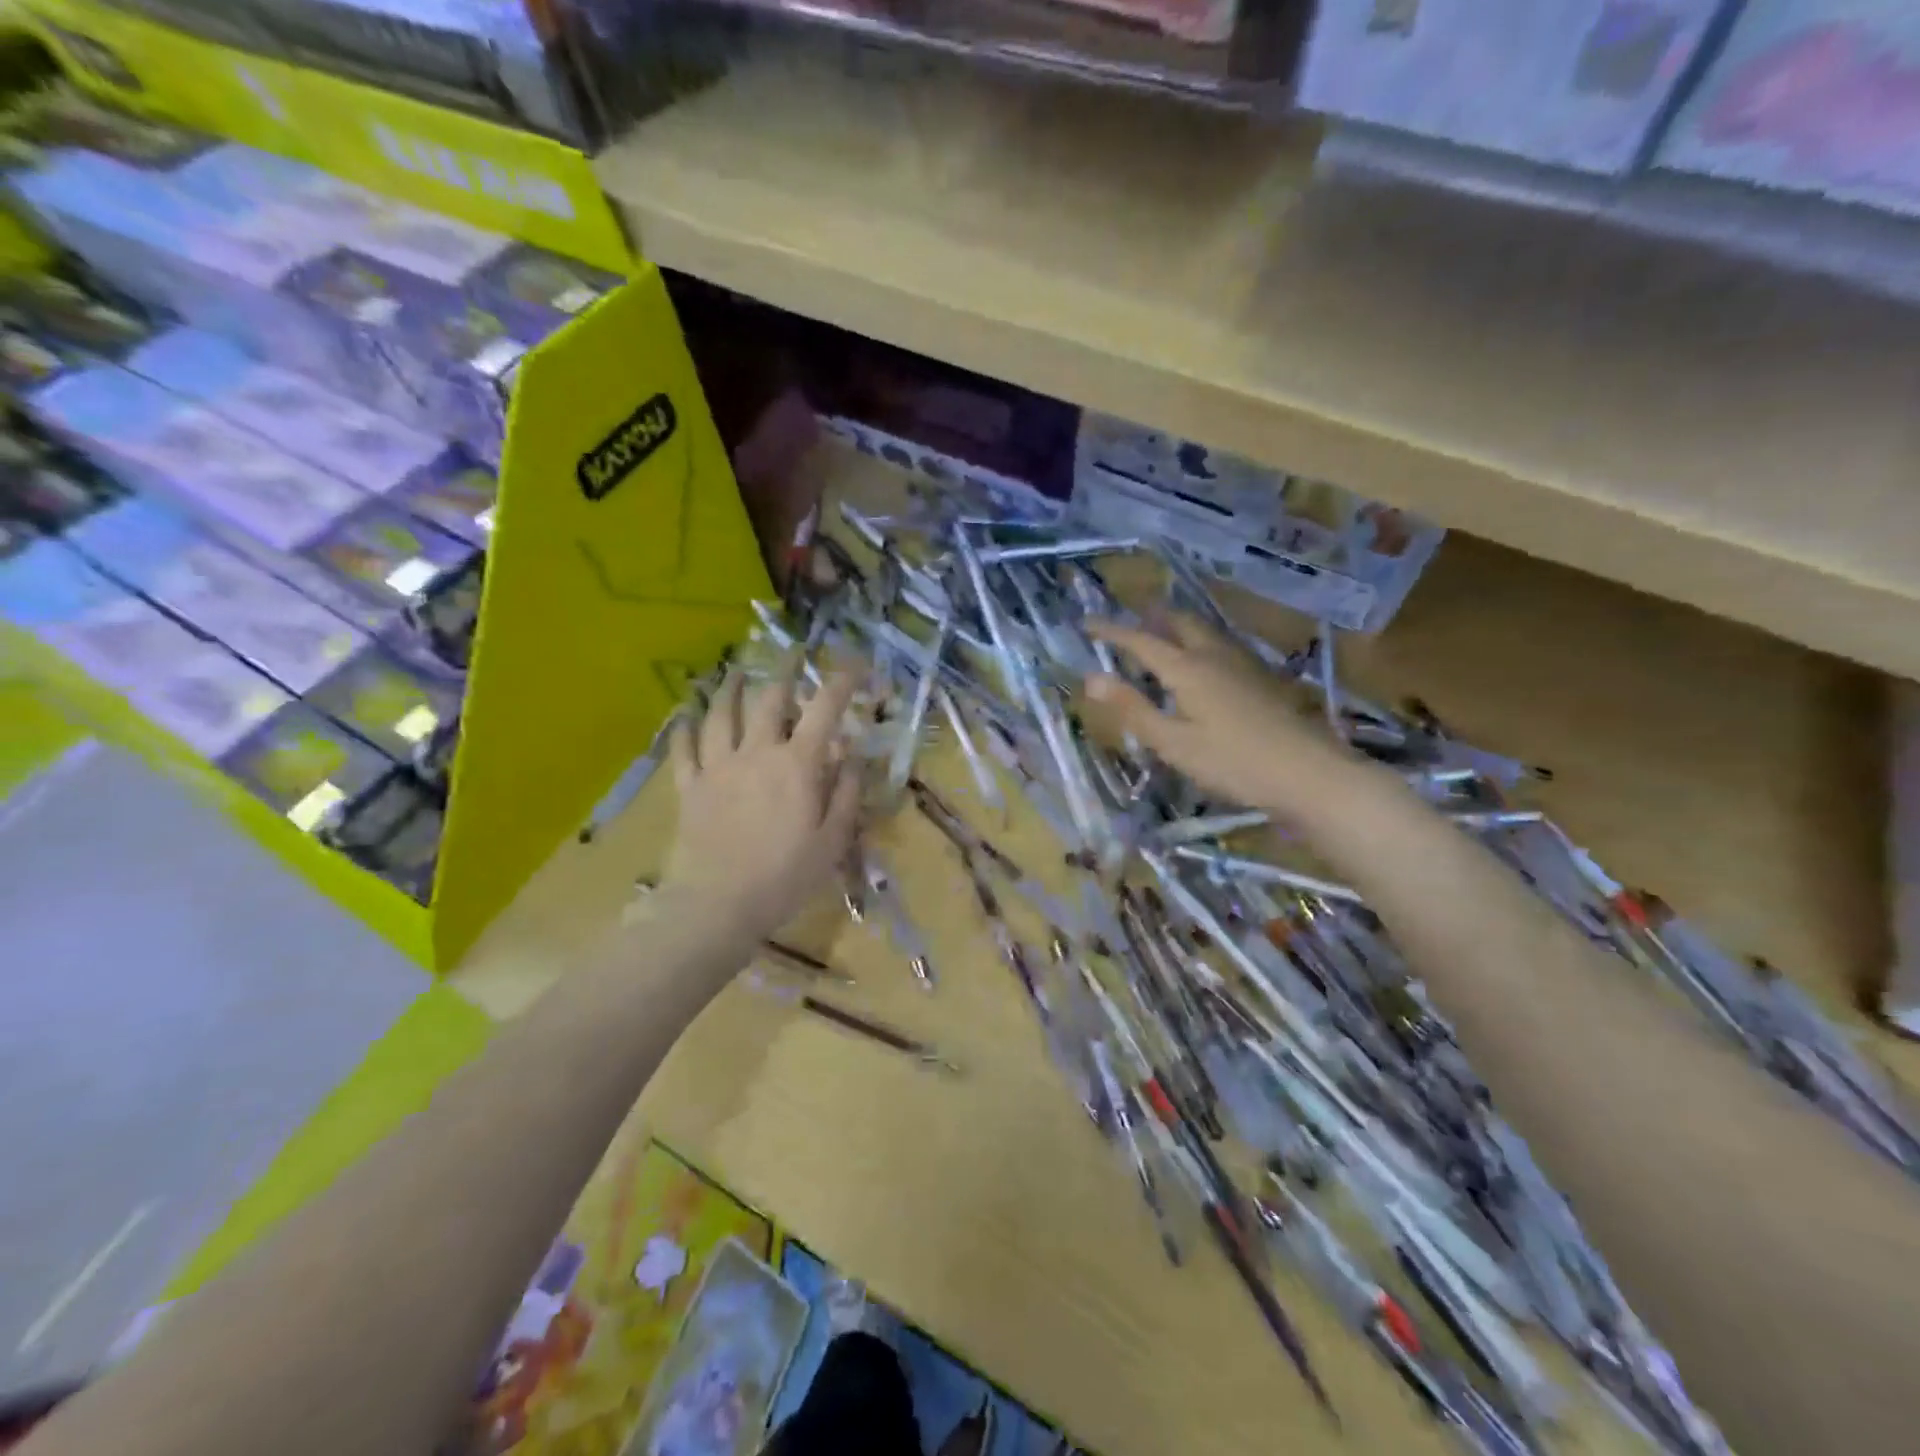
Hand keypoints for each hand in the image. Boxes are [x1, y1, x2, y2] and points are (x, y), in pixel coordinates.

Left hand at [662, 661, 863, 943]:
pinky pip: (684, 749)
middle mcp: (757, 752)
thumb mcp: (832, 840)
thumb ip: (846, 793)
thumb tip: (851, 756)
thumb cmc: (785, 876)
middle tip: (794, 653)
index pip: (824, 710)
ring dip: (730, 688)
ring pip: (721, 714)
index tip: (855, 664)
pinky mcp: (690, 787)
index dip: (842, 682)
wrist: (718, 904)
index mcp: (797, 764)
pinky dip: (685, 728)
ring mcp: (718, 766)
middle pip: (769, 699)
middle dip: (786, 670)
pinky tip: (685, 716)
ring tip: (735, 671)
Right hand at [1084, 614, 1360, 820]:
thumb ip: (1133, 708)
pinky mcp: (1262, 678)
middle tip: (1130, 619)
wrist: (1308, 773)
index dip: (1111, 631)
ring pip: (1204, 631)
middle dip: (1151, 617)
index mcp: (1187, 668)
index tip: (1087, 622)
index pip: (1140, 641)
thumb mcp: (1173, 742)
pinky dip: (1199, 642)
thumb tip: (1091, 678)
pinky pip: (1221, 645)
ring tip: (1162, 633)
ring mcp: (1243, 664)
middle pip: (1179, 623)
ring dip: (1177, 626)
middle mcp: (1214, 655)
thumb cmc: (1232, 761)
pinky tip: (1204, 662)